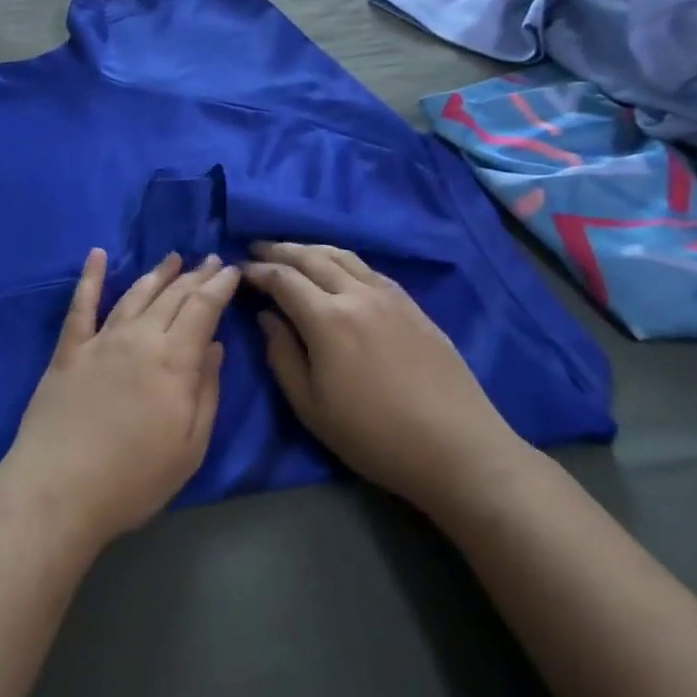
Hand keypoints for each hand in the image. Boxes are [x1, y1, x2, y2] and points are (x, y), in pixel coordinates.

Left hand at [0, 249, 238, 556]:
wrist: (59, 490)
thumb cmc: (134, 479)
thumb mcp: (190, 446)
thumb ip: (207, 391)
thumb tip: (216, 345)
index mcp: (173, 360)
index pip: (203, 308)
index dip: (219, 286)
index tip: (232, 269)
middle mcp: (139, 337)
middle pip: (172, 296)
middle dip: (195, 275)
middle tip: (211, 259)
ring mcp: (101, 340)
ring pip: (135, 294)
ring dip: (156, 273)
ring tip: (173, 258)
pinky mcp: (69, 349)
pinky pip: (82, 304)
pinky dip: (90, 277)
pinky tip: (97, 255)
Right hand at [244, 242, 535, 525]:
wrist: (457, 448)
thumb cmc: (374, 435)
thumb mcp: (311, 407)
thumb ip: (281, 355)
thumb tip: (267, 316)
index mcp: (327, 318)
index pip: (283, 278)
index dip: (257, 270)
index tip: (239, 270)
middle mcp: (357, 294)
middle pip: (312, 257)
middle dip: (280, 249)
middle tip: (257, 247)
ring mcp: (389, 296)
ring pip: (343, 256)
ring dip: (312, 248)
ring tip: (293, 251)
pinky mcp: (412, 306)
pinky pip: (369, 269)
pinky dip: (344, 261)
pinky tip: (339, 270)